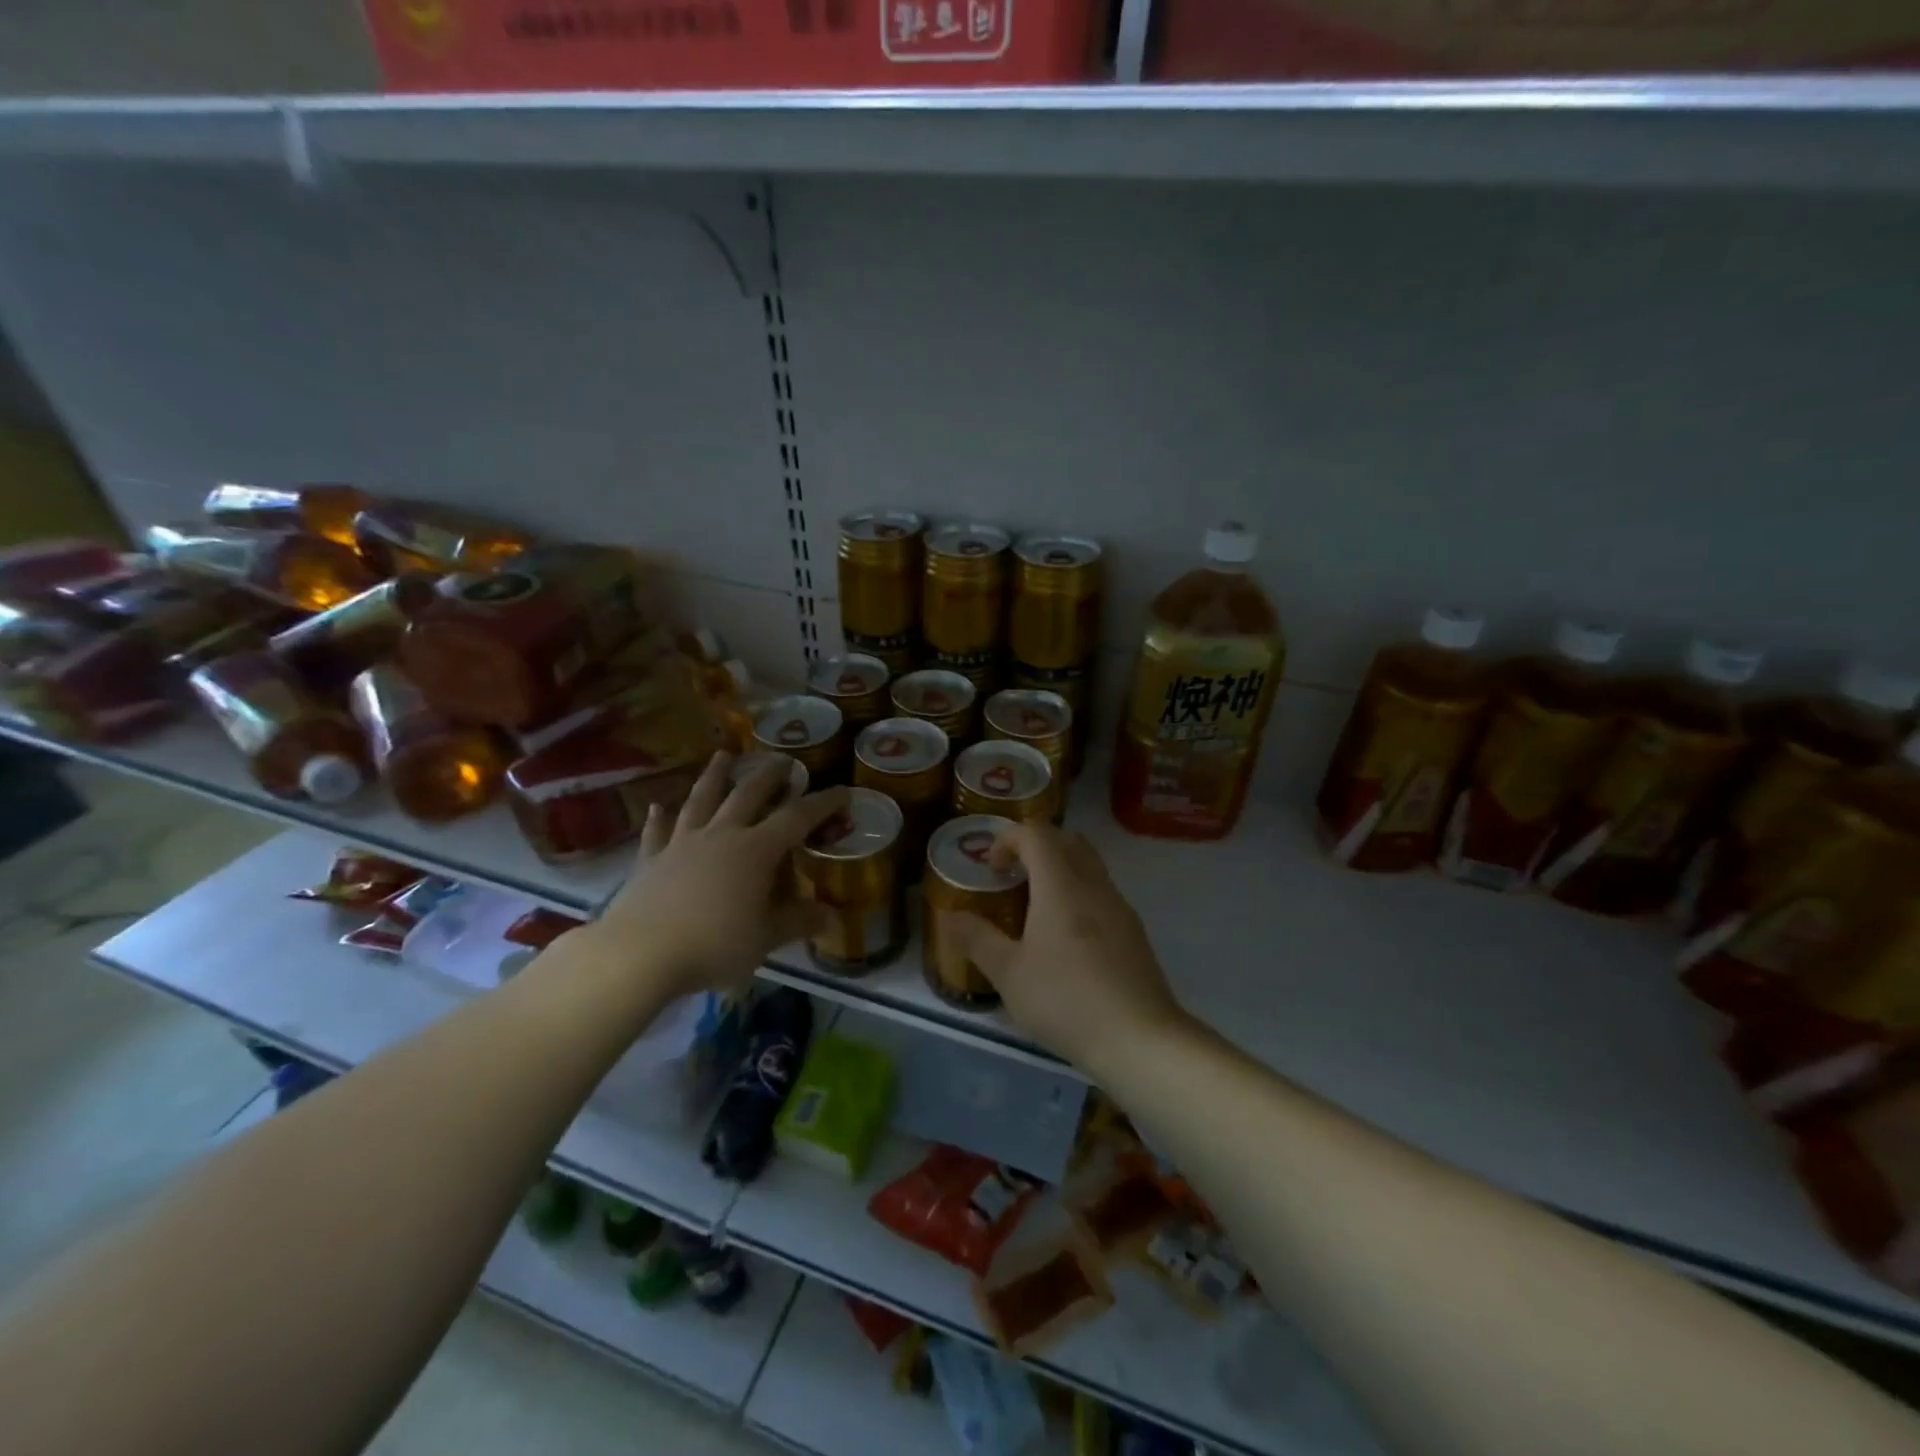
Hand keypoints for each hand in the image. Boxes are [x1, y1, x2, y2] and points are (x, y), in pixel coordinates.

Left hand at [587, 753, 846, 1002]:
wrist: (639, 953)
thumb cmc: (713, 945)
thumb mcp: (765, 939)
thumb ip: (797, 922)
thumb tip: (830, 917)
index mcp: (756, 851)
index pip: (797, 818)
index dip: (822, 803)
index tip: (842, 790)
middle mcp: (721, 835)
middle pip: (748, 794)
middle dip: (769, 775)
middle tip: (783, 760)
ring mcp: (682, 843)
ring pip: (702, 800)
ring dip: (714, 776)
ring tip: (722, 755)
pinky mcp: (650, 859)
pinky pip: (657, 831)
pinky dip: (659, 817)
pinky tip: (657, 806)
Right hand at [945, 821, 1184, 1071]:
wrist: (1140, 1038)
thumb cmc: (1066, 1000)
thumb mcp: (1009, 974)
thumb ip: (977, 939)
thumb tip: (949, 916)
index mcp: (1061, 884)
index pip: (1036, 833)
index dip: (1008, 838)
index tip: (991, 868)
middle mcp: (1094, 885)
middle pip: (1067, 840)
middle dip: (1036, 848)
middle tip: (1012, 878)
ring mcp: (1120, 907)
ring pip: (1089, 866)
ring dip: (1060, 871)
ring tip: (1036, 910)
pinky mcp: (1134, 932)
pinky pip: (1102, 893)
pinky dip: (1079, 896)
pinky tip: (1066, 941)